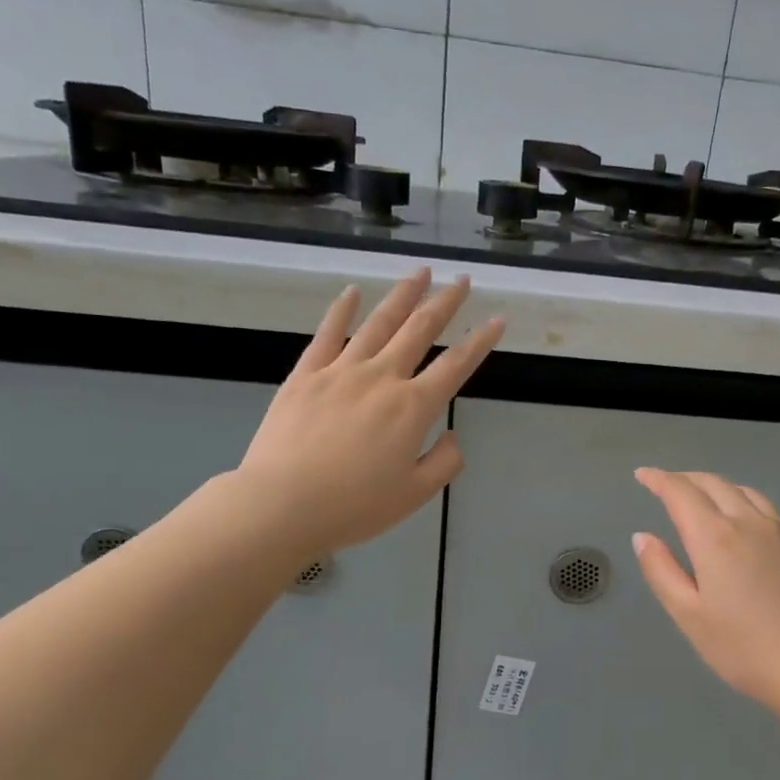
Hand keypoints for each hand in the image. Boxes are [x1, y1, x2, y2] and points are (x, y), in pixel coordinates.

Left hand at [237, 270, 502, 561]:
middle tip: (461, 280)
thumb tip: (452, 436)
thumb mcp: (415, 495)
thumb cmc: (354, 506)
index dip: (480, 341)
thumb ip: (445, 462)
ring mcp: (340, 371)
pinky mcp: (305, 375)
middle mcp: (382, 378)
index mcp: (413, 408)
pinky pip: (328, 334)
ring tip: (420, 272)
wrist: (282, 504)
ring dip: (402, 295)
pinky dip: (342, 310)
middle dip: (445, 303)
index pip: (456, 366)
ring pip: (378, 323)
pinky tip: (353, 292)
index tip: (497, 319)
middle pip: (419, 331)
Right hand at [632, 468, 779, 719]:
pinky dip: (746, 504)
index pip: (680, 492)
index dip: (658, 479)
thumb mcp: (689, 616)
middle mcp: (750, 523)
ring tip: (705, 498)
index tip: (643, 475)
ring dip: (719, 487)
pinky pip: (770, 512)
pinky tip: (747, 526)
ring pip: (747, 493)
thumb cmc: (744, 649)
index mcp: (715, 537)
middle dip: (686, 479)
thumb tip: (643, 537)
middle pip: (715, 484)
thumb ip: (662, 571)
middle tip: (667, 484)